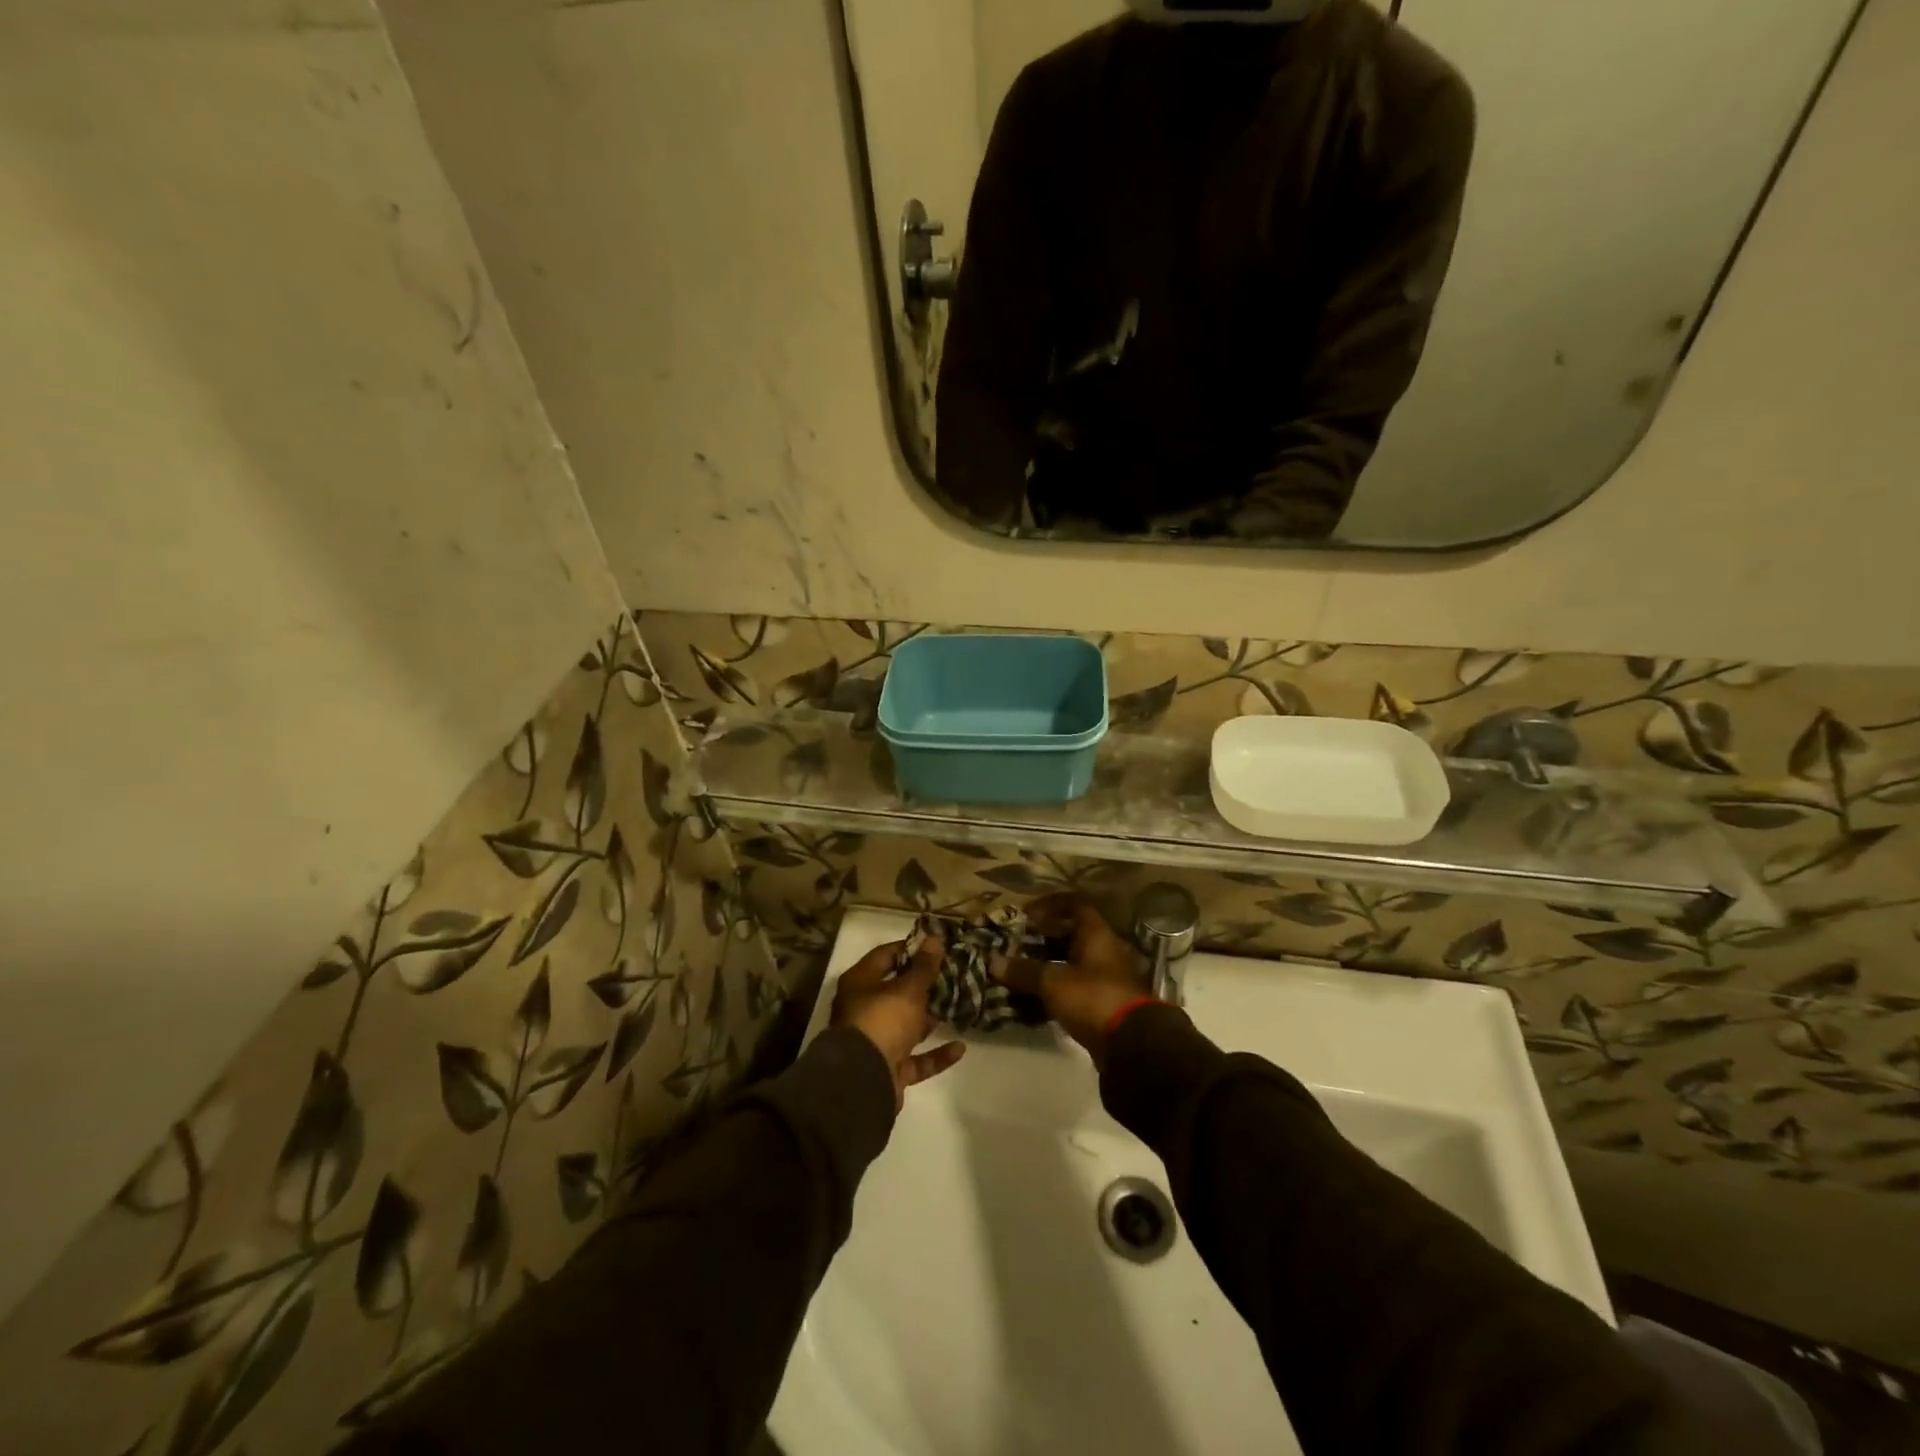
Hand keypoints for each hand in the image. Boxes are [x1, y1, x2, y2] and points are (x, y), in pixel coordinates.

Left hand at [831, 935, 965, 1109]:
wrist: (862, 1081)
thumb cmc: (882, 1021)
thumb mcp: (907, 989)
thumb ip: (923, 967)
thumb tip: (934, 939)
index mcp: (860, 983)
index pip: (885, 956)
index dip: (910, 949)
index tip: (937, 947)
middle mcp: (864, 1009)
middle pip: (897, 992)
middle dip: (925, 986)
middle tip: (955, 976)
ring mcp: (876, 1041)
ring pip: (907, 1025)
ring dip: (931, 1019)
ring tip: (960, 1007)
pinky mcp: (888, 1069)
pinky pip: (916, 1059)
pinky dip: (936, 1054)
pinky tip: (961, 1048)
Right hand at [998, 894, 1150, 1064]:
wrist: (1131, 1045)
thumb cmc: (1092, 998)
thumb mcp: (1053, 982)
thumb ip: (1023, 970)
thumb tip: (993, 961)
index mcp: (1096, 935)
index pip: (1074, 905)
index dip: (1049, 905)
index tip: (1025, 915)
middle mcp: (1102, 951)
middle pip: (1069, 937)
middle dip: (1040, 940)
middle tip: (1013, 946)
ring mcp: (1103, 979)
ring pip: (1068, 965)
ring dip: (1044, 968)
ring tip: (1015, 974)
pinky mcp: (1101, 1005)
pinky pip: (1071, 990)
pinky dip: (1052, 993)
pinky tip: (1029, 1002)